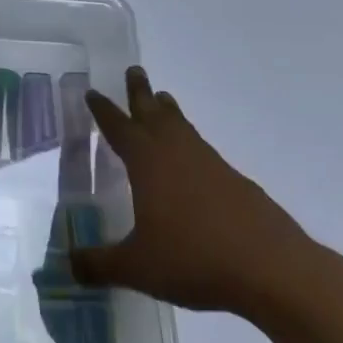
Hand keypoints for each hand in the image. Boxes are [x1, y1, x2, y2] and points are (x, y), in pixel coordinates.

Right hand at [73, 67, 317, 315]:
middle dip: (140, 93)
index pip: (119, 128)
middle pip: (155, 114)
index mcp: (148, 164)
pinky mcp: (237, 185)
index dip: (103, 111)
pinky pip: (204, 151)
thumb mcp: (137, 268)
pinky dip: (191, 144)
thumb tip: (67, 266)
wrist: (275, 272)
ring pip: (183, 129)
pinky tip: (193, 161)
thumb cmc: (196, 260)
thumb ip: (98, 265)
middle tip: (134, 70)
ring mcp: (212, 167)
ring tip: (163, 101)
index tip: (92, 91)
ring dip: (169, 113)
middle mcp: (178, 154)